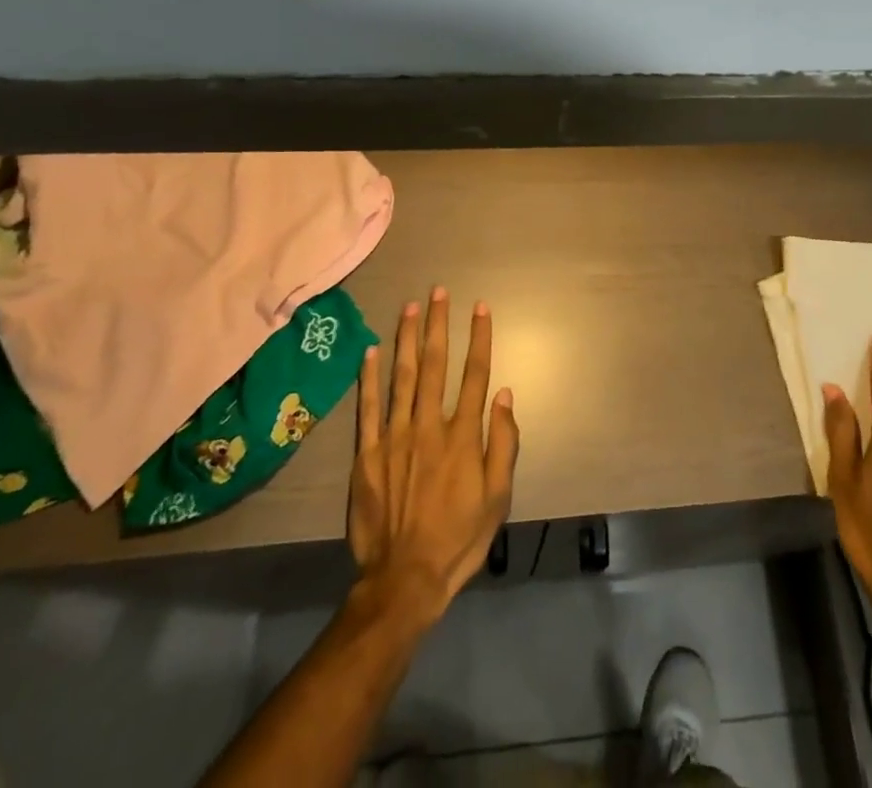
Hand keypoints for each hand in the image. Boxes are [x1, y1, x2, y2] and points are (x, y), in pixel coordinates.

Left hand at [348, 288, 519, 626]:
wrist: (404, 579)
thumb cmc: (458, 538)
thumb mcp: (498, 497)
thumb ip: (502, 443)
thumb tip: (504, 395)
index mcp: (462, 436)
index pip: (474, 374)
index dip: (479, 337)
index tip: (480, 307)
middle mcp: (428, 426)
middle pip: (434, 365)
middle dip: (438, 324)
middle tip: (438, 291)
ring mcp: (394, 437)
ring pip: (401, 377)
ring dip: (406, 338)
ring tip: (410, 307)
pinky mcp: (367, 455)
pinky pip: (368, 408)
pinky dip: (370, 378)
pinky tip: (371, 351)